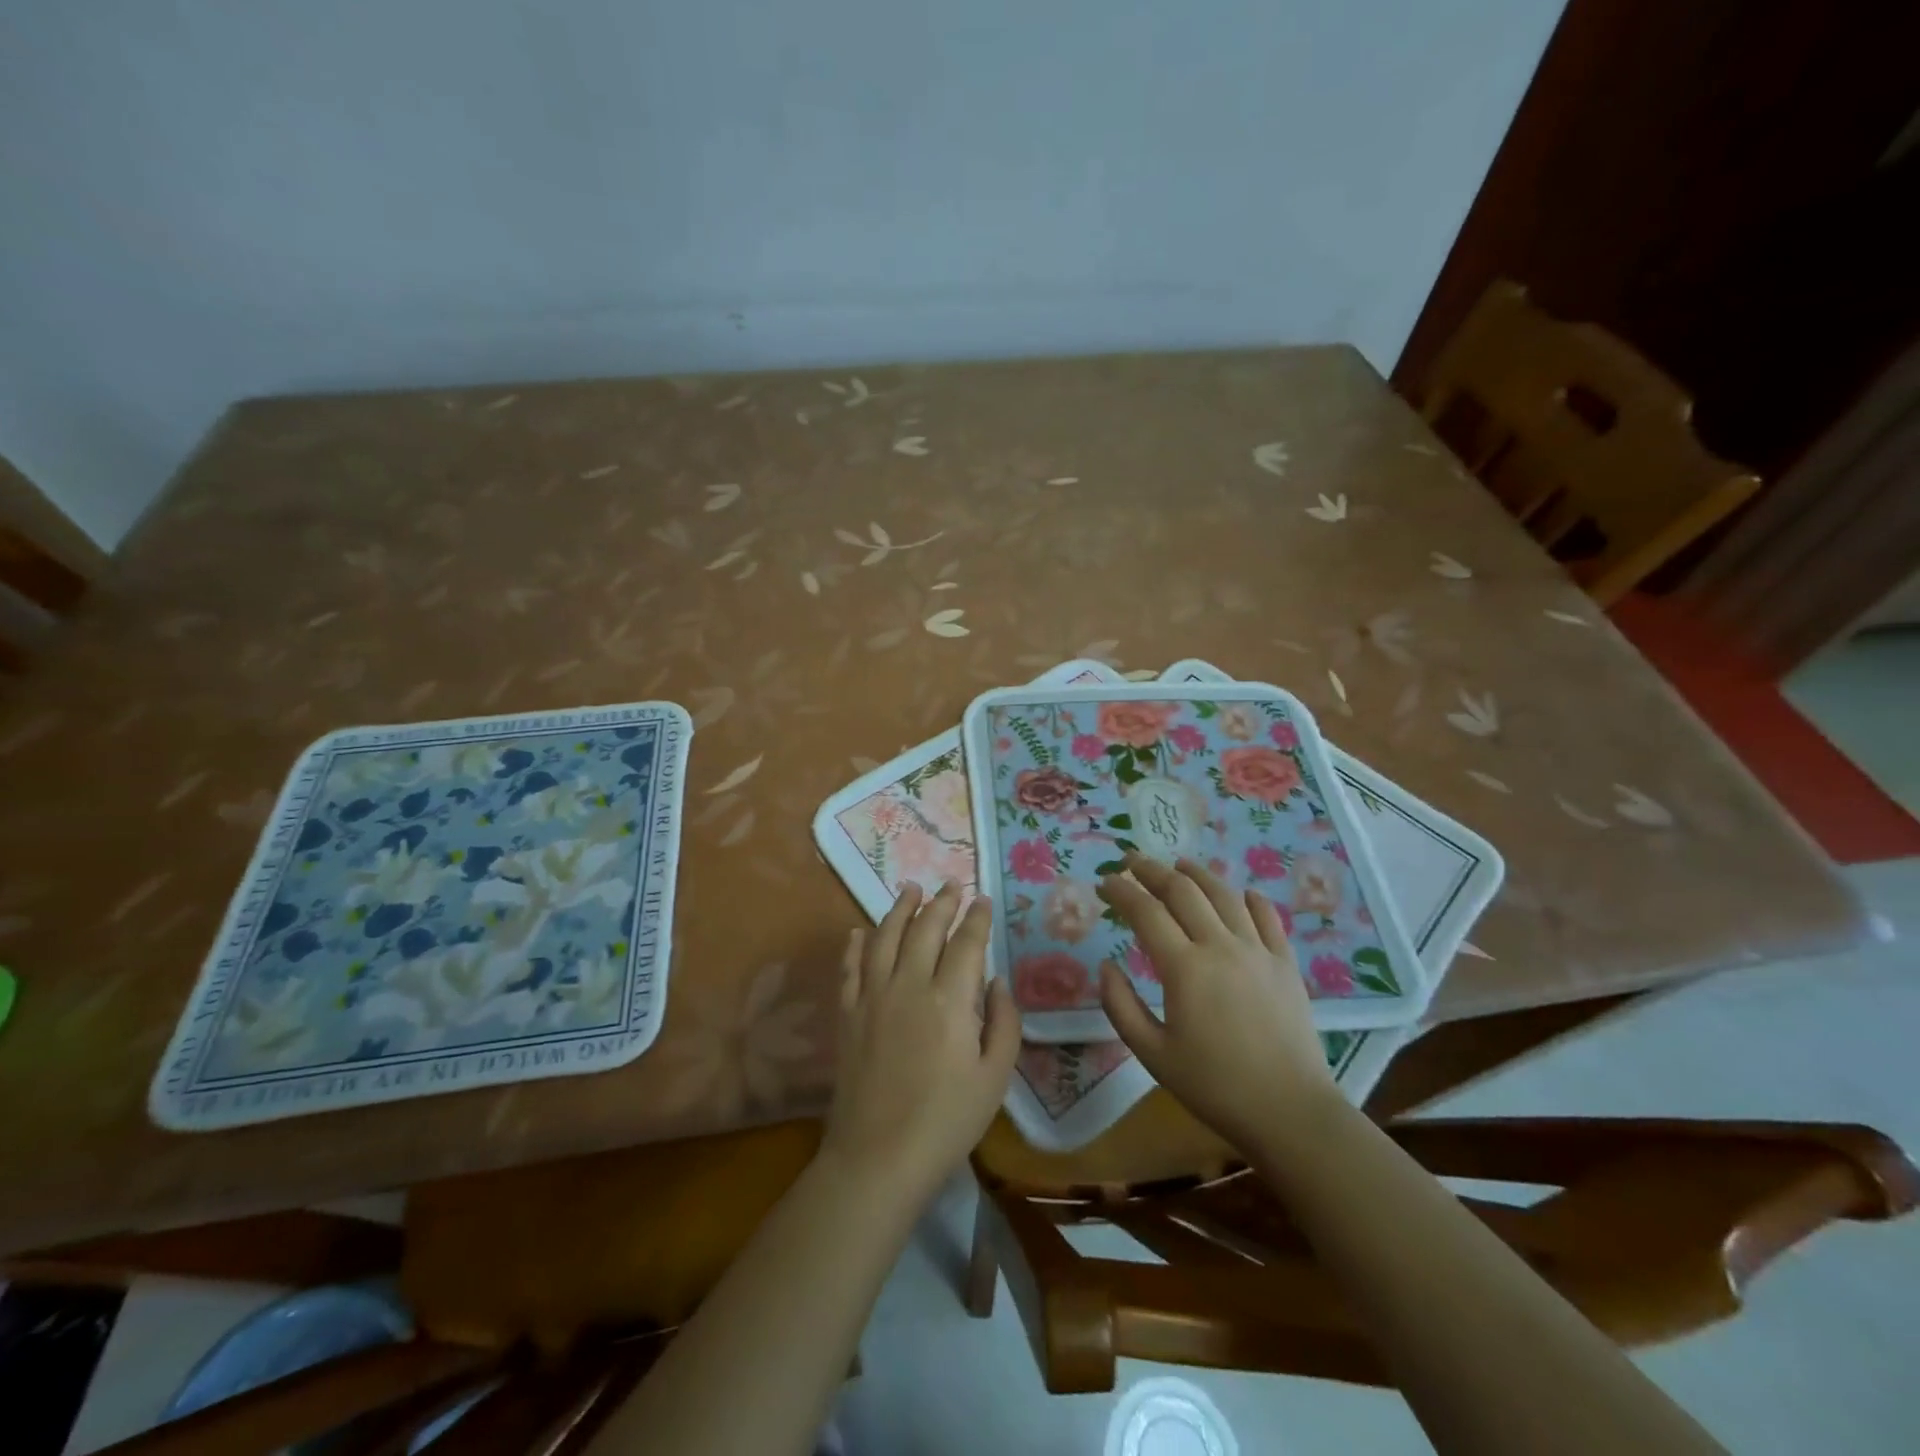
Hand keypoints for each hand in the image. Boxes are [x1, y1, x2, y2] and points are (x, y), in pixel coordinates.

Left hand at [822, 882, 1021, 1207]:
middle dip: (941, 902)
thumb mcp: (995, 1077)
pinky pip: (850, 968)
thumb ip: (1003, 1022)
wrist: (878, 1157)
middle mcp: (908, 985)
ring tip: (910, 888)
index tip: (982, 899)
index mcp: (949, 999)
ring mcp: (872, 997)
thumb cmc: (947, 1121)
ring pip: (884, 937)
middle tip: (951, 884)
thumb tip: (995, 981)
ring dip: (899, 909)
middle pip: (925, 929)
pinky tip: (858, 931)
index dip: (976, 918)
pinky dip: (855, 945)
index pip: (966, 943)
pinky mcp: (847, 1015)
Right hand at [1097, 853, 1339, 1153]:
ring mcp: (1258, 951)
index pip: (1145, 911)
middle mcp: (1221, 946)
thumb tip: (1106, 967)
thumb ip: (1121, 1006)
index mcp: (1184, 967)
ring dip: (1197, 873)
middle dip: (1152, 870)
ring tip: (1179, 863)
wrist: (1290, 1112)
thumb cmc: (1214, 1086)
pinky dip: (1250, 899)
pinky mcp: (1286, 964)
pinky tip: (1242, 893)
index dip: (1121, 891)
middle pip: (1183, 891)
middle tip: (1131, 861)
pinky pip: (1268, 918)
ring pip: (1225, 895)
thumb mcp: (1152, 1054)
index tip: (1104, 882)